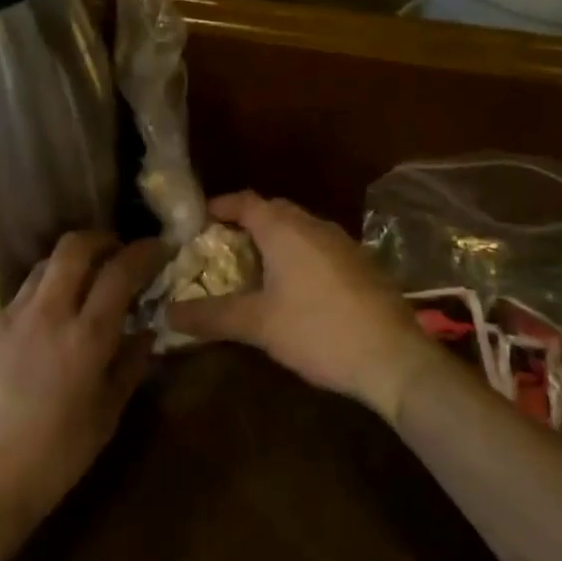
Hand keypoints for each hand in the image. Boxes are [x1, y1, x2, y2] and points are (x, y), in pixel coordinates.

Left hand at [0, 232, 162, 537]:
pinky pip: (12, 307)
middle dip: (100, 239)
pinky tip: (32, 342)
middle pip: (73, 248)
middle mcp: (45, 315)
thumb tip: (146, 331)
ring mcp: (5, 319)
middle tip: (114, 250)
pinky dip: (33, 311)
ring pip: (40, 270)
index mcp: (85, 338)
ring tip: (76, 289)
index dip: (142, 252)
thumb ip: (129, 366)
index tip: (156, 246)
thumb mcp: (106, 418)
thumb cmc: (54, 461)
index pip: (120, 272)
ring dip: (65, 269)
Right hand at [168, 193, 433, 422]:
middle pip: (272, 211)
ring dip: (273, 240)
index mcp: (285, 229)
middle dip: (245, 223)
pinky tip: (293, 288)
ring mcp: (342, 243)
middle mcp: (314, 225)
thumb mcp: (257, 325)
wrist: (394, 359)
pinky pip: (318, 247)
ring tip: (252, 268)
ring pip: (298, 229)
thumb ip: (211, 316)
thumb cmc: (318, 331)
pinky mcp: (361, 265)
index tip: (196, 222)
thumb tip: (167, 314)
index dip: (219, 207)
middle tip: (220, 248)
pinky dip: (298, 255)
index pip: (245, 201)